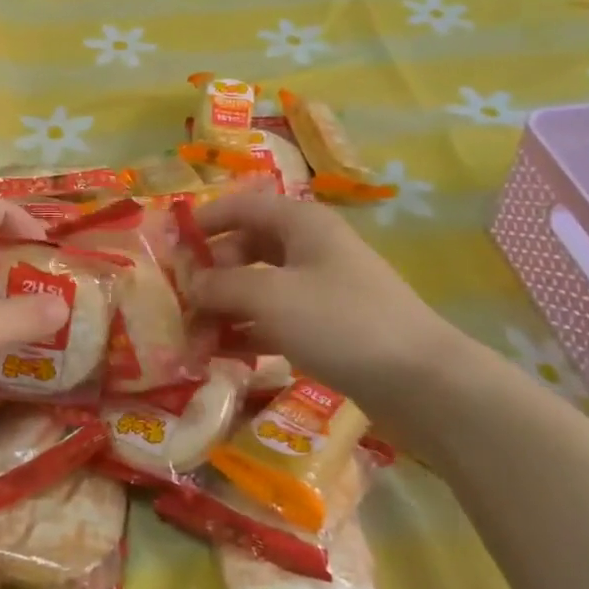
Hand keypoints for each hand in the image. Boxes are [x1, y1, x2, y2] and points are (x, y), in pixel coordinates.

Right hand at [190, 192, 470, 424]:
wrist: (421, 382)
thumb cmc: (339, 321)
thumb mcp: (268, 296)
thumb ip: (220, 285)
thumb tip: (188, 284)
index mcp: (300, 223)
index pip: (241, 206)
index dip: (203, 221)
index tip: (167, 247)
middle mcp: (309, 248)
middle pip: (246, 248)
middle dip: (209, 274)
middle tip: (177, 304)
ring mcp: (320, 288)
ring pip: (258, 287)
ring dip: (223, 308)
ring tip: (191, 337)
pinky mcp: (327, 326)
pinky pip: (275, 319)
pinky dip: (247, 331)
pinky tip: (222, 353)